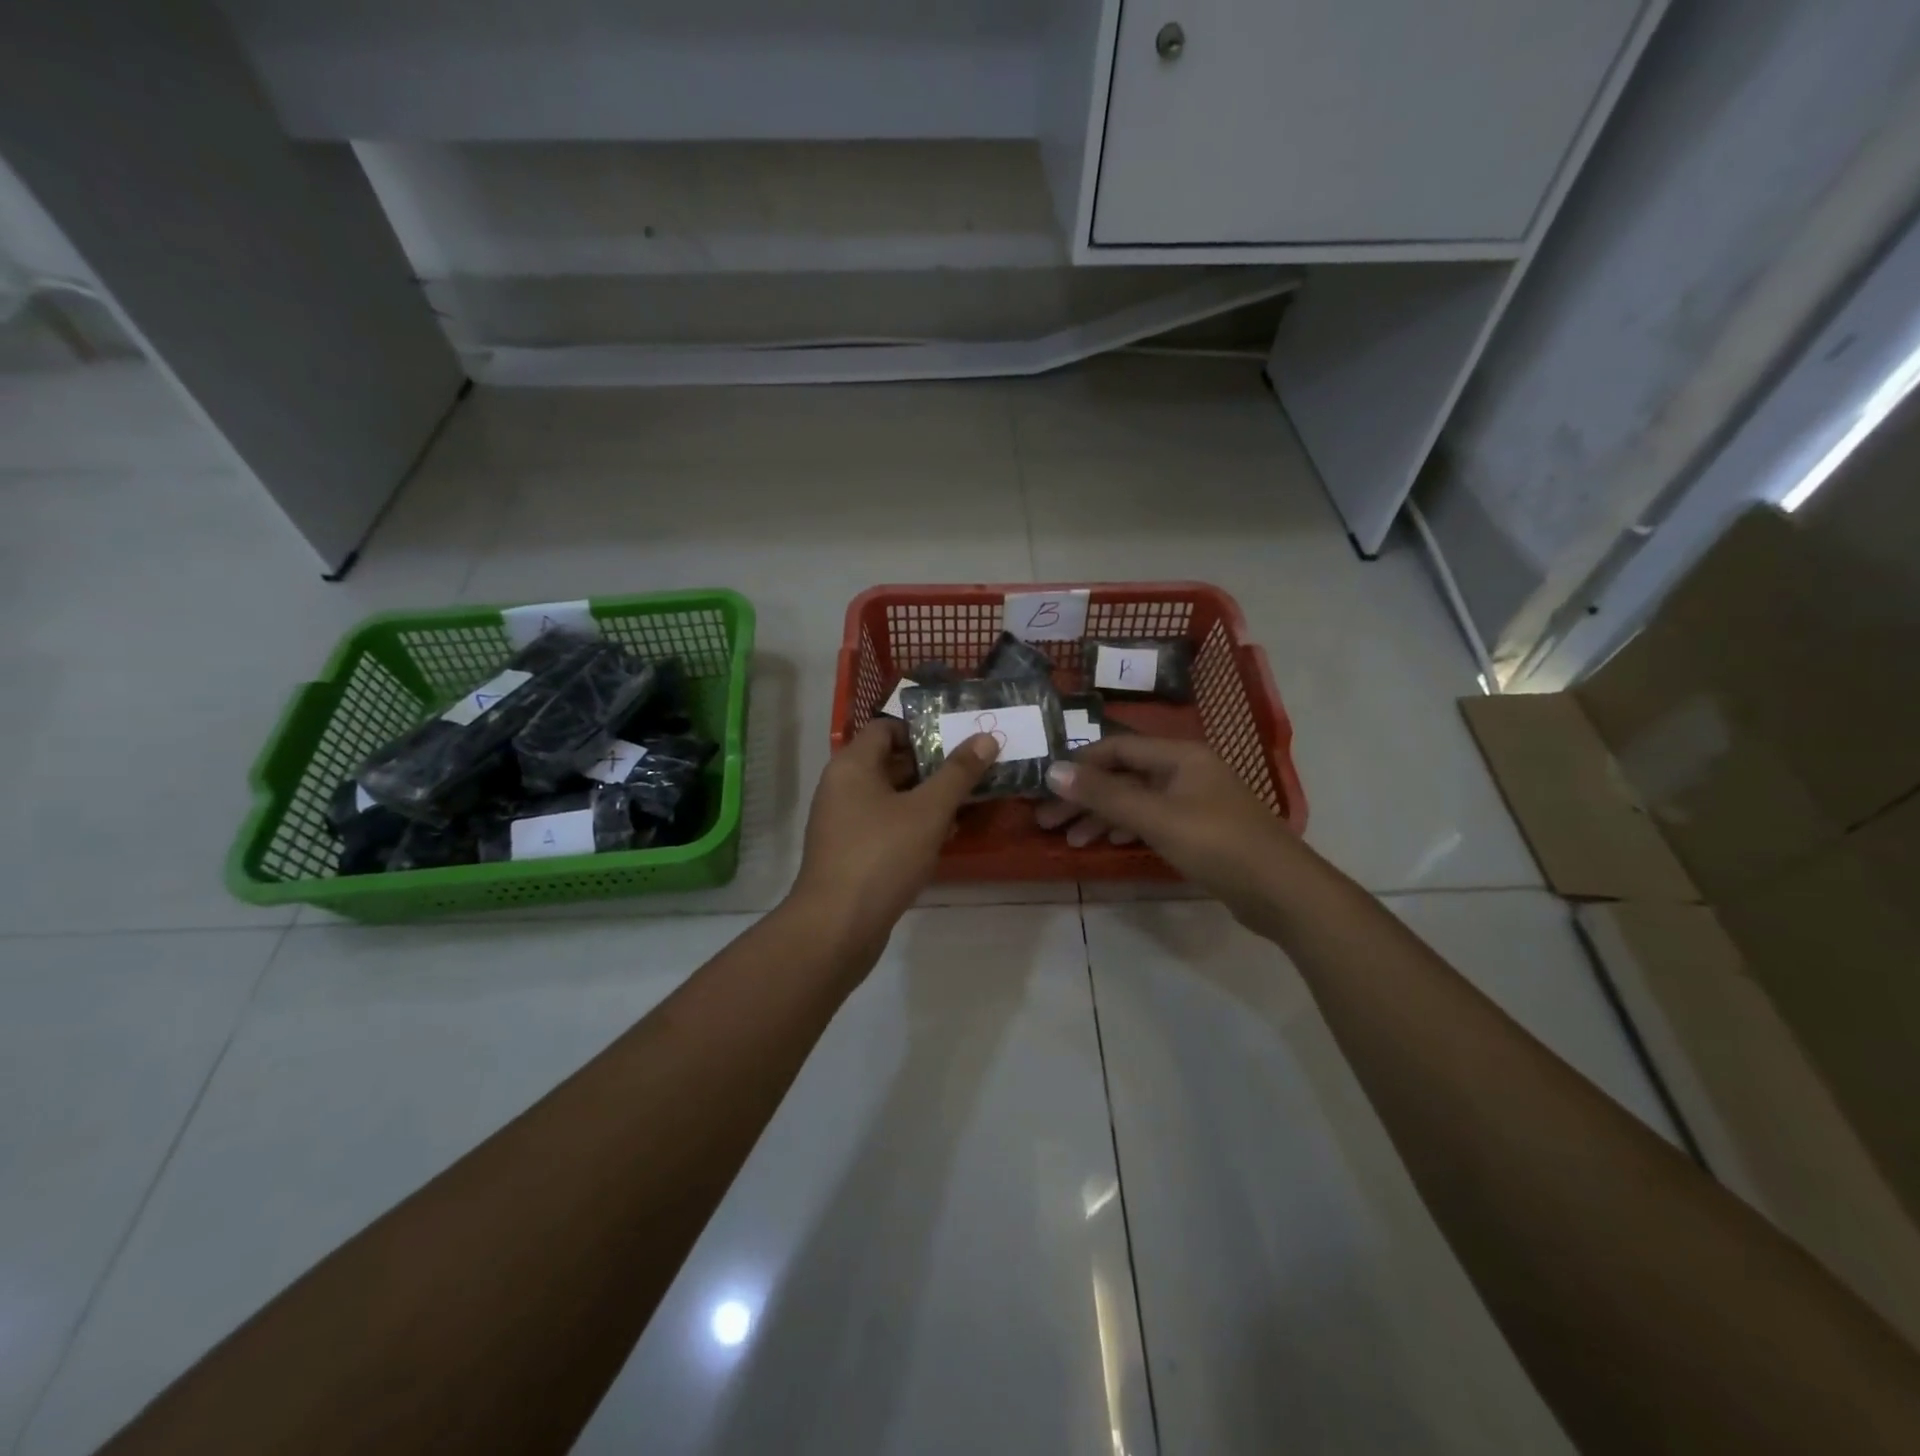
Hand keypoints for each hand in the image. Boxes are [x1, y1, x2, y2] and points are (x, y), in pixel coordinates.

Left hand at [791, 718, 998, 956]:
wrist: (837, 925)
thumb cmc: (882, 855)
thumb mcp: (929, 811)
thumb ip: (958, 773)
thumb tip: (986, 737)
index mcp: (852, 765)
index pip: (886, 728)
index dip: (923, 729)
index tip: (959, 739)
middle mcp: (842, 786)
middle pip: (890, 761)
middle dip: (932, 765)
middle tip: (974, 768)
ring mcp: (843, 821)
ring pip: (890, 796)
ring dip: (926, 797)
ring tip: (968, 800)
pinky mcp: (850, 851)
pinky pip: (885, 824)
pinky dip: (912, 823)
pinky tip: (944, 835)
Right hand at [1038, 736, 1298, 922]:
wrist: (1282, 891)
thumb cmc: (1217, 844)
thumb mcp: (1156, 817)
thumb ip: (1104, 795)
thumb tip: (1053, 770)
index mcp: (1179, 756)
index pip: (1117, 748)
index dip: (1079, 764)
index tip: (1045, 787)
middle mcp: (1185, 770)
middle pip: (1123, 775)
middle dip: (1084, 796)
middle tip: (1045, 820)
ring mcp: (1192, 801)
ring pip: (1134, 800)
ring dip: (1099, 816)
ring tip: (1067, 838)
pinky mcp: (1197, 830)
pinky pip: (1149, 820)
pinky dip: (1123, 829)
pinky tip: (1101, 843)